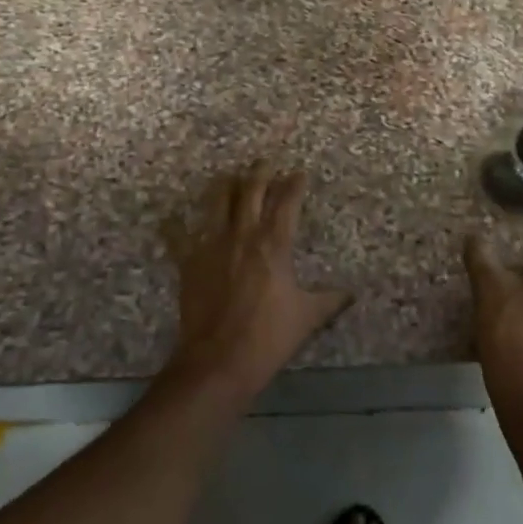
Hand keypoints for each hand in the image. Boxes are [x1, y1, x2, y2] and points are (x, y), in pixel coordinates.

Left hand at [164, 162, 351, 407]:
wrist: (218, 361)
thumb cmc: (268, 337)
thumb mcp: (307, 317)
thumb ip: (330, 300)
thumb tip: (352, 294)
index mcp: (274, 244)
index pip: (287, 201)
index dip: (294, 184)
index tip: (299, 173)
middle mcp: (243, 234)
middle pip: (250, 191)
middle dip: (260, 172)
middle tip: (265, 162)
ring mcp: (212, 244)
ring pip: (217, 201)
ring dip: (225, 185)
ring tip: (230, 176)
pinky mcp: (189, 261)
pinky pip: (179, 235)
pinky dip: (175, 225)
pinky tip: (171, 216)